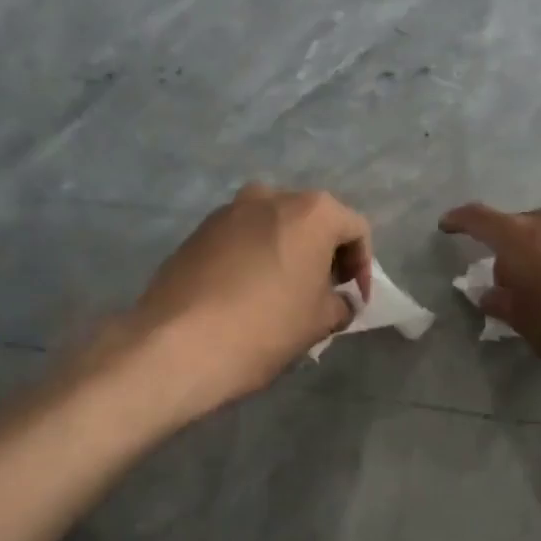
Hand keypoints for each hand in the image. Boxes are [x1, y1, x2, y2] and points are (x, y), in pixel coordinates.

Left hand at [131, 183, 372, 414]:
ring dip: (287, 254)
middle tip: (324, 295)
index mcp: (311, 211)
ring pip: (273, 227)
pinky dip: (254, 258)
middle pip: (312, 221)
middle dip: (324, 256)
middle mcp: (270, 197)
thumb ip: (340, 303)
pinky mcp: (198, 231)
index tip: (355, 301)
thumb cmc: (264, 327)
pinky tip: (247, 295)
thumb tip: (337, 300)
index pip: (355, 229)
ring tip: (284, 295)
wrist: (177, 343)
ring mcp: (228, 211)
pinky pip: (241, 239)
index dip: (363, 267)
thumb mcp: (319, 322)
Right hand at [439, 202, 540, 382]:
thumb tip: (489, 293)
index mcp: (518, 235)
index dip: (458, 220)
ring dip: (531, 252)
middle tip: (501, 280)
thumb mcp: (521, 319)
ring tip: (535, 285)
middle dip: (503, 248)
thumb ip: (499, 300)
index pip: (478, 218)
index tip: (446, 226)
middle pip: (513, 226)